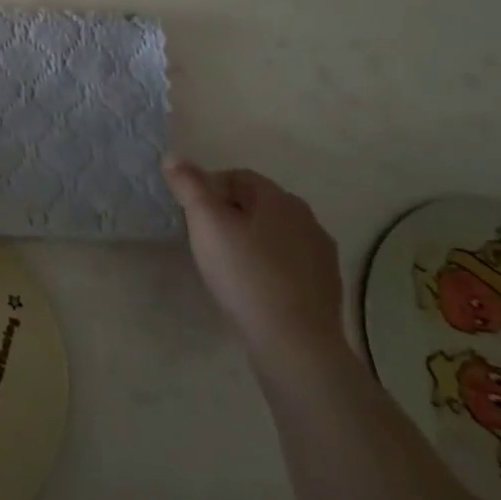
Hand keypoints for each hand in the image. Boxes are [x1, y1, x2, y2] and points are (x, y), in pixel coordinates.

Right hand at [164, 159, 347, 371]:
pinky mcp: (327, 287)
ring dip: (252, 240)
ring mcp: (322, 255)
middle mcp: (307, 219)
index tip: (192, 216)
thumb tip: (173, 156)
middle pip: (258, 204)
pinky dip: (270, 266)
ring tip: (228, 265)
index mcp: (280, 198)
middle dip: (230, 214)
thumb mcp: (206, 223)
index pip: (238, 176)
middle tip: (206, 239)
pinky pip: (289, 263)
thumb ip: (189, 185)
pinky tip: (254, 287)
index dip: (209, 190)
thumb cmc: (245, 274)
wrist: (295, 344)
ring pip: (275, 234)